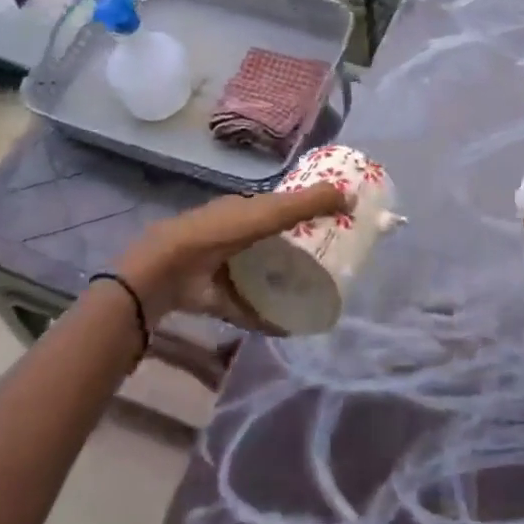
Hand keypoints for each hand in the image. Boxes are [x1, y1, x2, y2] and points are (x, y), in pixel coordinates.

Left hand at [115, 184, 349, 331]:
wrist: (170, 269)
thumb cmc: (222, 231)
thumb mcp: (268, 212)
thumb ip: (307, 204)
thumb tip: (352, 197)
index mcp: (244, 209)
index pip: (280, 207)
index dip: (306, 212)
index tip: (336, 224)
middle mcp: (235, 235)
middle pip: (273, 241)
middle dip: (298, 250)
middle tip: (332, 262)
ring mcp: (225, 267)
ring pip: (261, 273)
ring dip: (283, 282)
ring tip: (316, 293)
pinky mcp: (219, 297)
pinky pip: (249, 307)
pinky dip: (267, 316)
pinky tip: (291, 325)